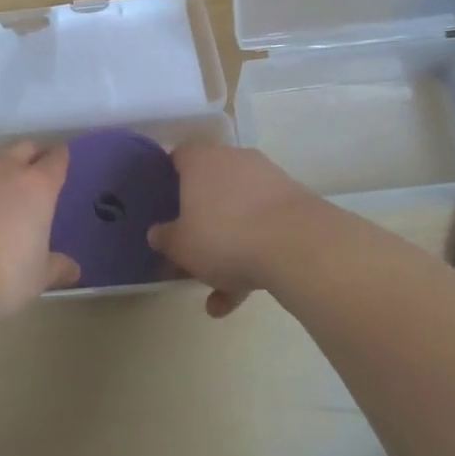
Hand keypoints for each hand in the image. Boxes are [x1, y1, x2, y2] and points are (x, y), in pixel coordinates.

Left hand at [0, 143, 78, 323]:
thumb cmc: (3, 275)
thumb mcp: (38, 277)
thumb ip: (57, 267)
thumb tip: (73, 269)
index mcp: (37, 187)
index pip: (56, 160)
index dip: (62, 157)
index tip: (65, 158)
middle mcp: (6, 173)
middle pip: (24, 148)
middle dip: (34, 154)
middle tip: (40, 169)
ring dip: (5, 170)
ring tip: (9, 192)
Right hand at [148, 142, 318, 317]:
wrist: (297, 244)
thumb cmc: (223, 236)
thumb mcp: (181, 245)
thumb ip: (165, 238)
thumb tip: (157, 233)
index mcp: (200, 161)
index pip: (178, 158)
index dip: (168, 180)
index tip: (164, 205)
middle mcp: (234, 160)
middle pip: (211, 188)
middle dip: (201, 222)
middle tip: (190, 251)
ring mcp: (268, 180)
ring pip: (239, 214)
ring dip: (228, 249)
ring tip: (218, 293)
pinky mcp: (294, 203)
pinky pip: (264, 228)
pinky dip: (253, 257)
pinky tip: (243, 297)